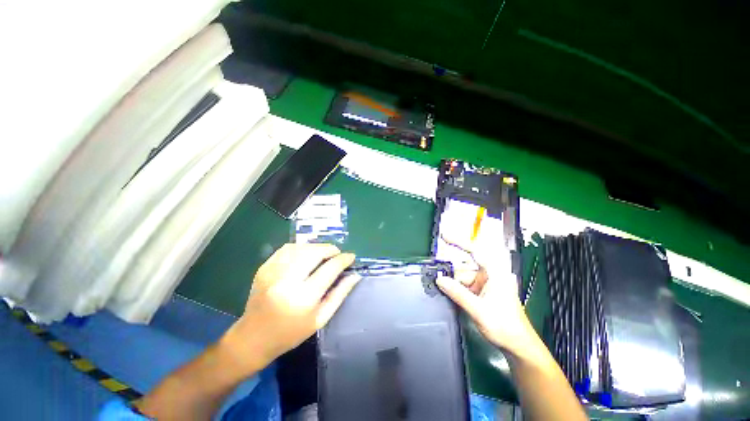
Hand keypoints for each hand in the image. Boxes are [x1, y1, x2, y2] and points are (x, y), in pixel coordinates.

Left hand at [221, 243, 358, 374]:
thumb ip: (340, 294)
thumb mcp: (321, 318)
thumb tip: (355, 275)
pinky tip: (306, 254)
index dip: (344, 259)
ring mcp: (273, 271)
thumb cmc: (291, 333)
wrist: (253, 338)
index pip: (330, 268)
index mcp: (303, 298)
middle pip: (315, 252)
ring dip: (317, 247)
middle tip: (337, 254)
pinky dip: (301, 247)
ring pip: (302, 247)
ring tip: (324, 254)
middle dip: (331, 249)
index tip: (351, 256)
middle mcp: (287, 281)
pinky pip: (287, 248)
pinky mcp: (264, 267)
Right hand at [436, 233, 535, 356]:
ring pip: (463, 277)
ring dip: (455, 286)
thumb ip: (457, 293)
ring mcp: (486, 283)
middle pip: (465, 267)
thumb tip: (440, 280)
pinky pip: (465, 285)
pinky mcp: (483, 291)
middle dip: (453, 276)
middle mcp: (491, 275)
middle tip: (440, 282)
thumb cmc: (505, 326)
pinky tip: (454, 298)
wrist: (517, 345)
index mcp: (496, 273)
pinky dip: (458, 290)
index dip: (459, 242)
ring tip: (449, 295)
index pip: (476, 251)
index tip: (444, 236)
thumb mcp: (478, 310)